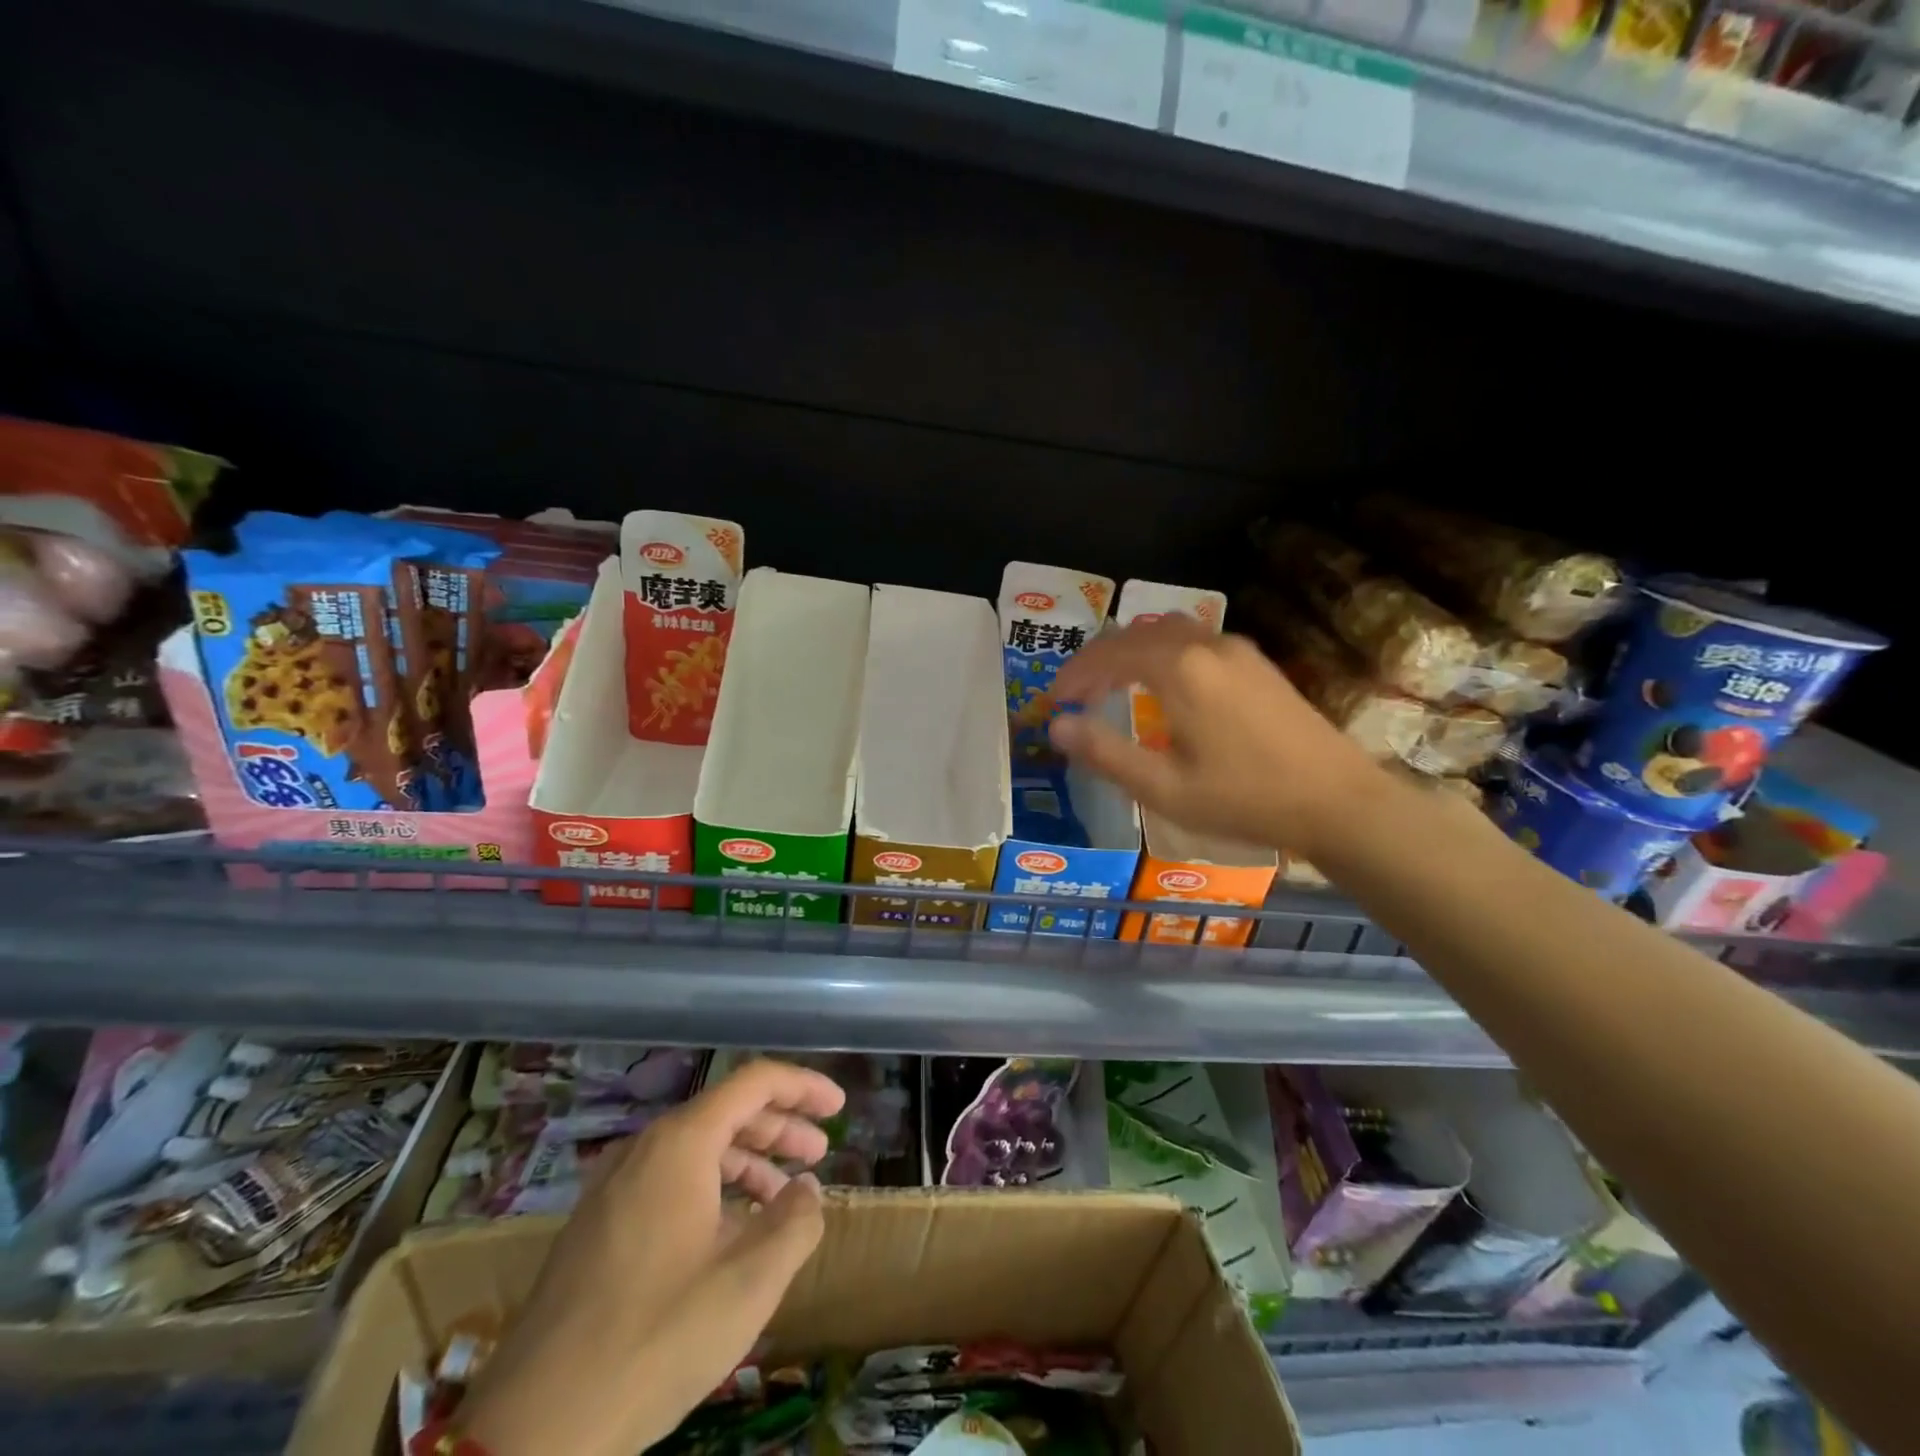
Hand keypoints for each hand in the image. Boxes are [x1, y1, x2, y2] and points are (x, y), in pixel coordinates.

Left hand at [459, 1060, 845, 1455]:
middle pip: (725, 1113)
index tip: (838, 1107)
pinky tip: (728, 1234)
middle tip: (818, 1155)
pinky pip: (667, 1182)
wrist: (533, 1429)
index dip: (802, 1087)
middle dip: (779, 1128)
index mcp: (679, 1143)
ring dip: (746, 1163)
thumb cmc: (656, 1338)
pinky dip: (711, 1190)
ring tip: (782, 1199)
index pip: (754, 1083)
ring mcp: (611, 1187)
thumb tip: (806, 1189)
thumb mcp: (748, 1283)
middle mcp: (643, 1149)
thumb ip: (794, 1222)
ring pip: (695, 1150)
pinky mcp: (595, 1227)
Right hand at [1048, 613, 1384, 858]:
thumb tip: (1057, 726)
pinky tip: (1163, 687)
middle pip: (1136, 634)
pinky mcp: (1257, 663)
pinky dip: (1162, 654)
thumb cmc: (1245, 799)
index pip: (1109, 653)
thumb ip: (1106, 753)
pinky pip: (1194, 641)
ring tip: (1111, 685)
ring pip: (1167, 632)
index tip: (1054, 701)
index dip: (1075, 674)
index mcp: (1180, 669)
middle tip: (1076, 693)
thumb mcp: (1165, 788)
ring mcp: (1237, 650)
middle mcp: (1206, 645)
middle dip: (1098, 659)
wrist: (1339, 801)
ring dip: (1131, 652)